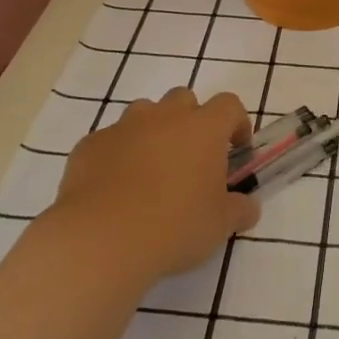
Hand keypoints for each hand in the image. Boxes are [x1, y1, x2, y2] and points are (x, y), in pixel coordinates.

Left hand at [54, 88, 258, 279]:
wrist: (101, 239)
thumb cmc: (175, 227)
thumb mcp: (220, 225)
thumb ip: (239, 210)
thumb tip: (248, 207)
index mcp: (203, 129)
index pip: (229, 105)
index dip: (236, 123)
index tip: (236, 149)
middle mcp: (164, 117)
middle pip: (183, 99)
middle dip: (191, 120)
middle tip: (191, 158)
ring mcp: (123, 127)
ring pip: (144, 113)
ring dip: (153, 131)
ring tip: (151, 170)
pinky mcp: (90, 145)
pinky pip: (110, 140)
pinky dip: (117, 155)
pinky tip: (115, 188)